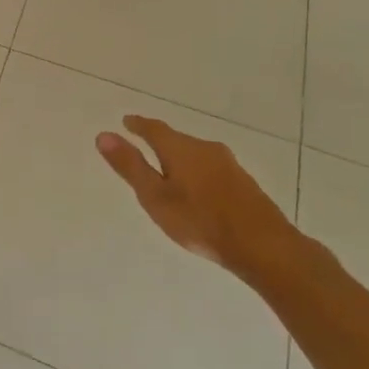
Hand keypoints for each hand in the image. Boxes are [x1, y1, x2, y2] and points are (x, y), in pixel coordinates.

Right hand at [95, 116, 297, 278]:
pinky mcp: (244, 183)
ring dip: (180, 158)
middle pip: (177, 139)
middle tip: (144, 147)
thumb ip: (130, 166)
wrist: (265, 247)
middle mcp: (205, 149)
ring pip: (196, 154)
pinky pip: (211, 168)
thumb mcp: (155, 197)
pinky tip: (197, 190)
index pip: (154, 128)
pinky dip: (197, 172)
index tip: (127, 122)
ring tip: (168, 170)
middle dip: (159, 142)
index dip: (138, 125)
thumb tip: (103, 134)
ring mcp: (229, 165)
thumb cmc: (200, 221)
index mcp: (180, 149)